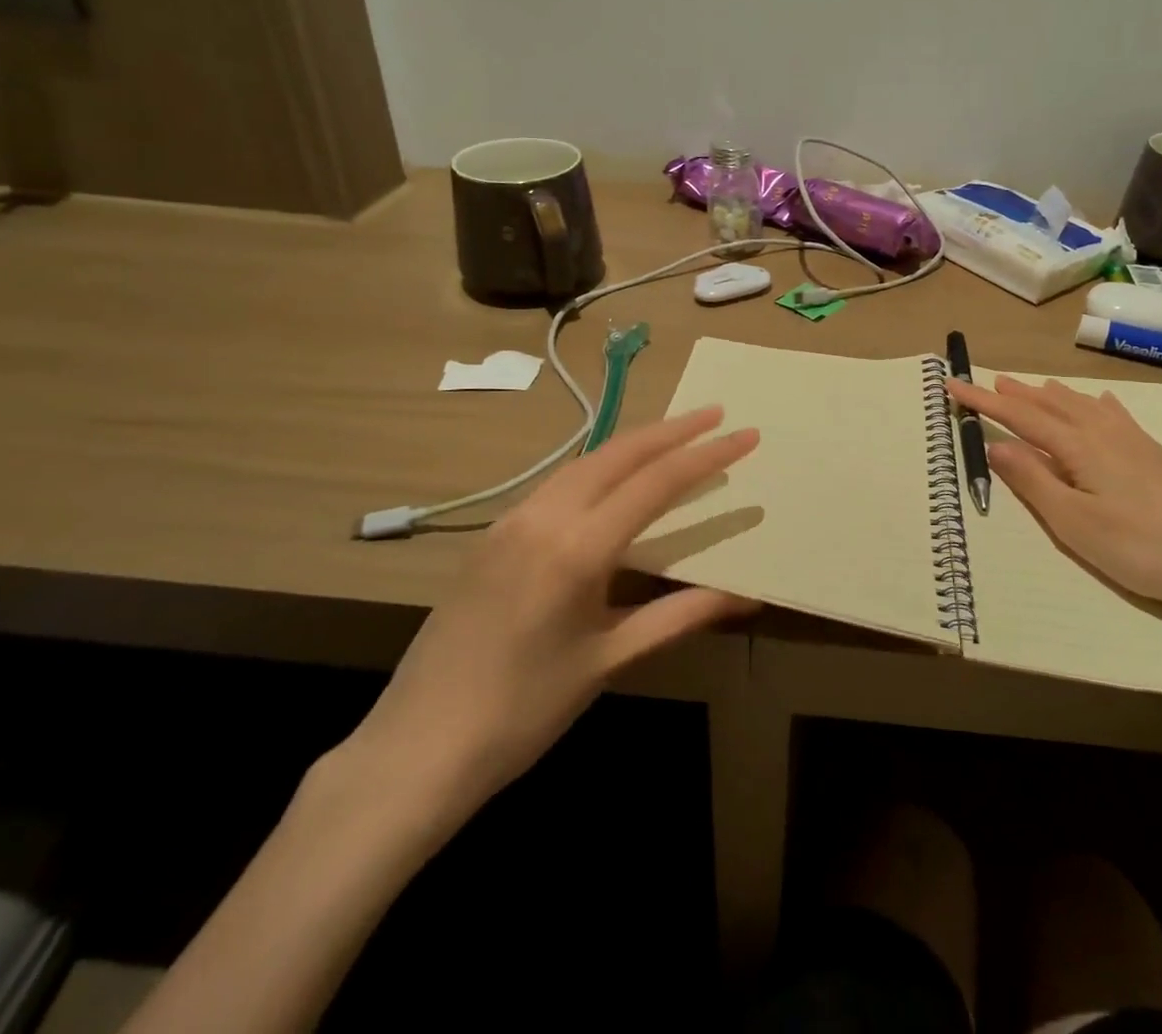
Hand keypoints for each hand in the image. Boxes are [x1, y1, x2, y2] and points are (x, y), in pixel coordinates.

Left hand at [328, 407, 758, 844]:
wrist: (416, 748)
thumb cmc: (523, 711)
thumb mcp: (608, 660)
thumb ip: (678, 616)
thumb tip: (743, 596)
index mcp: (577, 548)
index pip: (656, 482)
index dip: (706, 454)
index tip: (744, 433)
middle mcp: (543, 517)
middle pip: (618, 454)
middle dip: (671, 429)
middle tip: (714, 414)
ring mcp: (511, 521)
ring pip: (584, 462)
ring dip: (633, 444)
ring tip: (674, 436)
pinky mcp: (493, 535)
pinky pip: (557, 484)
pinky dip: (598, 469)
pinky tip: (614, 479)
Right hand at [947, 376, 1161, 623]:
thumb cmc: (1141, 547)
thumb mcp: (1074, 522)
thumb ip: (1033, 480)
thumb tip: (995, 445)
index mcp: (1078, 446)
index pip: (1020, 416)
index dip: (984, 401)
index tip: (954, 385)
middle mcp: (1104, 432)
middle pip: (1051, 404)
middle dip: (1018, 394)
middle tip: (991, 380)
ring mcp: (1135, 441)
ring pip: (1083, 406)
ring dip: (1053, 395)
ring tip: (1034, 385)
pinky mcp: (1157, 455)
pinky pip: (1116, 415)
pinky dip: (1097, 405)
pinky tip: (1101, 402)